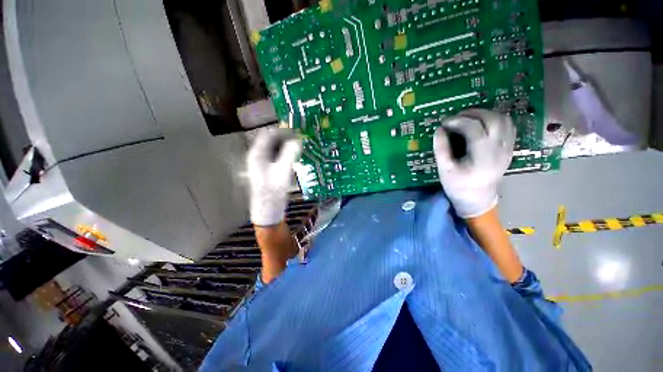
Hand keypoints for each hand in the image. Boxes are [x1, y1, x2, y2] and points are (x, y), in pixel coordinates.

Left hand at [247, 128, 301, 225]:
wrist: (268, 208)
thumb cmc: (273, 190)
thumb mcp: (283, 171)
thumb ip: (290, 154)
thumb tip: (298, 140)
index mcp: (258, 154)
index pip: (268, 134)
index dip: (282, 131)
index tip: (296, 131)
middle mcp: (258, 156)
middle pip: (271, 141)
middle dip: (285, 138)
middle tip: (300, 139)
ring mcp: (262, 163)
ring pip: (274, 148)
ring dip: (286, 146)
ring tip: (298, 146)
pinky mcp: (267, 170)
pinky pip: (276, 156)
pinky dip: (285, 154)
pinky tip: (293, 157)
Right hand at [433, 109, 515, 217]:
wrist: (478, 199)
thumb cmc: (459, 186)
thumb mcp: (444, 169)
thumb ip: (441, 149)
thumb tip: (439, 129)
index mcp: (483, 156)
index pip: (474, 128)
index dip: (457, 121)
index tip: (443, 123)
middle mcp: (500, 148)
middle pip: (492, 119)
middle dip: (472, 113)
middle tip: (455, 118)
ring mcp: (507, 147)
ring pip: (503, 119)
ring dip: (484, 114)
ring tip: (467, 119)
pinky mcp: (509, 147)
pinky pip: (507, 125)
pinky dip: (494, 119)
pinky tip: (481, 124)